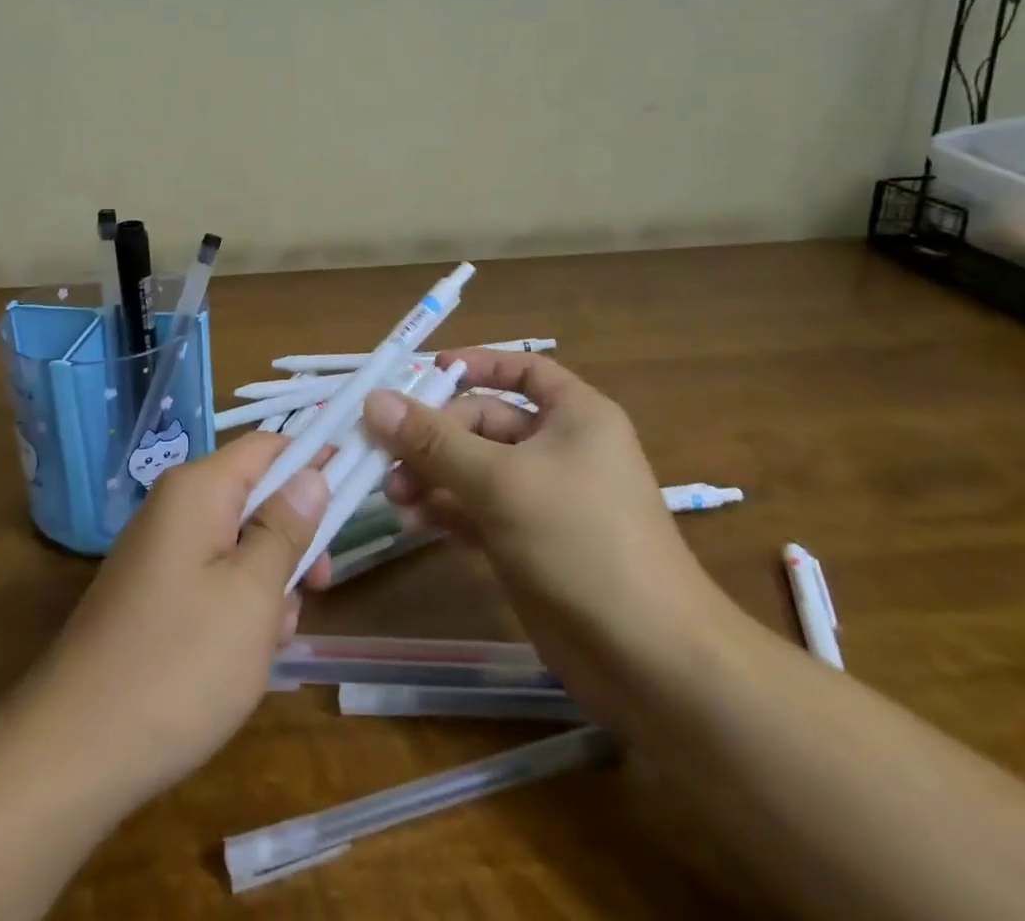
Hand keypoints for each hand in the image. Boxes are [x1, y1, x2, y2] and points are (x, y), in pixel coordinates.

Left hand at [17, 433, 331, 813]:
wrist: (75, 751)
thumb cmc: (179, 663)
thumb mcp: (252, 593)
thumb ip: (286, 527)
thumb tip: (311, 473)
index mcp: (198, 490)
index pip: (269, 446)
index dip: (315, 458)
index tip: (358, 485)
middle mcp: (176, 507)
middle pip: (256, 497)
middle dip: (293, 538)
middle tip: (319, 585)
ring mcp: (161, 552)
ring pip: (239, 544)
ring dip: (269, 582)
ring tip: (271, 638)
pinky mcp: (154, 594)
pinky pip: (213, 578)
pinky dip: (239, 607)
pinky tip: (243, 658)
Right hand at [361, 351, 728, 718]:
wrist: (649, 660)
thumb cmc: (580, 541)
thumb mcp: (500, 481)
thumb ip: (433, 441)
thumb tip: (374, 400)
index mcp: (574, 416)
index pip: (522, 370)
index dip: (476, 365)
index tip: (424, 374)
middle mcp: (559, 449)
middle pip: (483, 423)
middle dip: (434, 439)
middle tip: (387, 459)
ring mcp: (543, 499)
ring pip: (474, 470)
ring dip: (432, 478)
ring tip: (395, 499)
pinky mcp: (529, 543)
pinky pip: (478, 511)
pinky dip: (447, 512)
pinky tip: (415, 525)